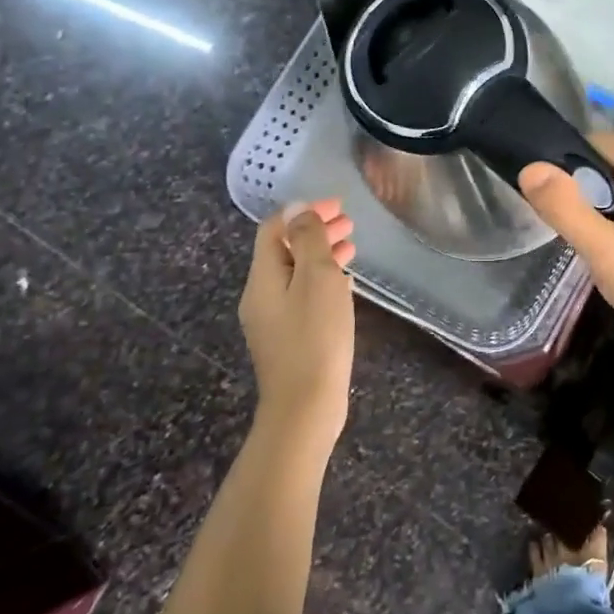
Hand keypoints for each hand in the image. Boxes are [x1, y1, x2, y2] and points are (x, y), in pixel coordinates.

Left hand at [238, 199, 357, 448]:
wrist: (305, 407)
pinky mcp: (287, 338)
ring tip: (352, 246)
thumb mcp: (317, 279)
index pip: (274, 228)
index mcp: (262, 277)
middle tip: (349, 223)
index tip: (338, 205)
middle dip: (314, 230)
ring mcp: (272, 319)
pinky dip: (321, 278)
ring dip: (321, 254)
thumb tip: (299, 208)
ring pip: (295, 272)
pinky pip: (301, 294)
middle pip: (284, 249)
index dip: (304, 210)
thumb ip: (309, 240)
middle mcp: (260, 295)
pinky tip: (344, 282)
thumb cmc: (316, 337)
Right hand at [518, 135, 613, 330]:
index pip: (609, 146)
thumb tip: (531, 168)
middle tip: (580, 218)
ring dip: (601, 192)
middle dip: (591, 182)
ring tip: (594, 225)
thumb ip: (565, 207)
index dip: (579, 168)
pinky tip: (609, 226)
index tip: (565, 200)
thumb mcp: (599, 247)